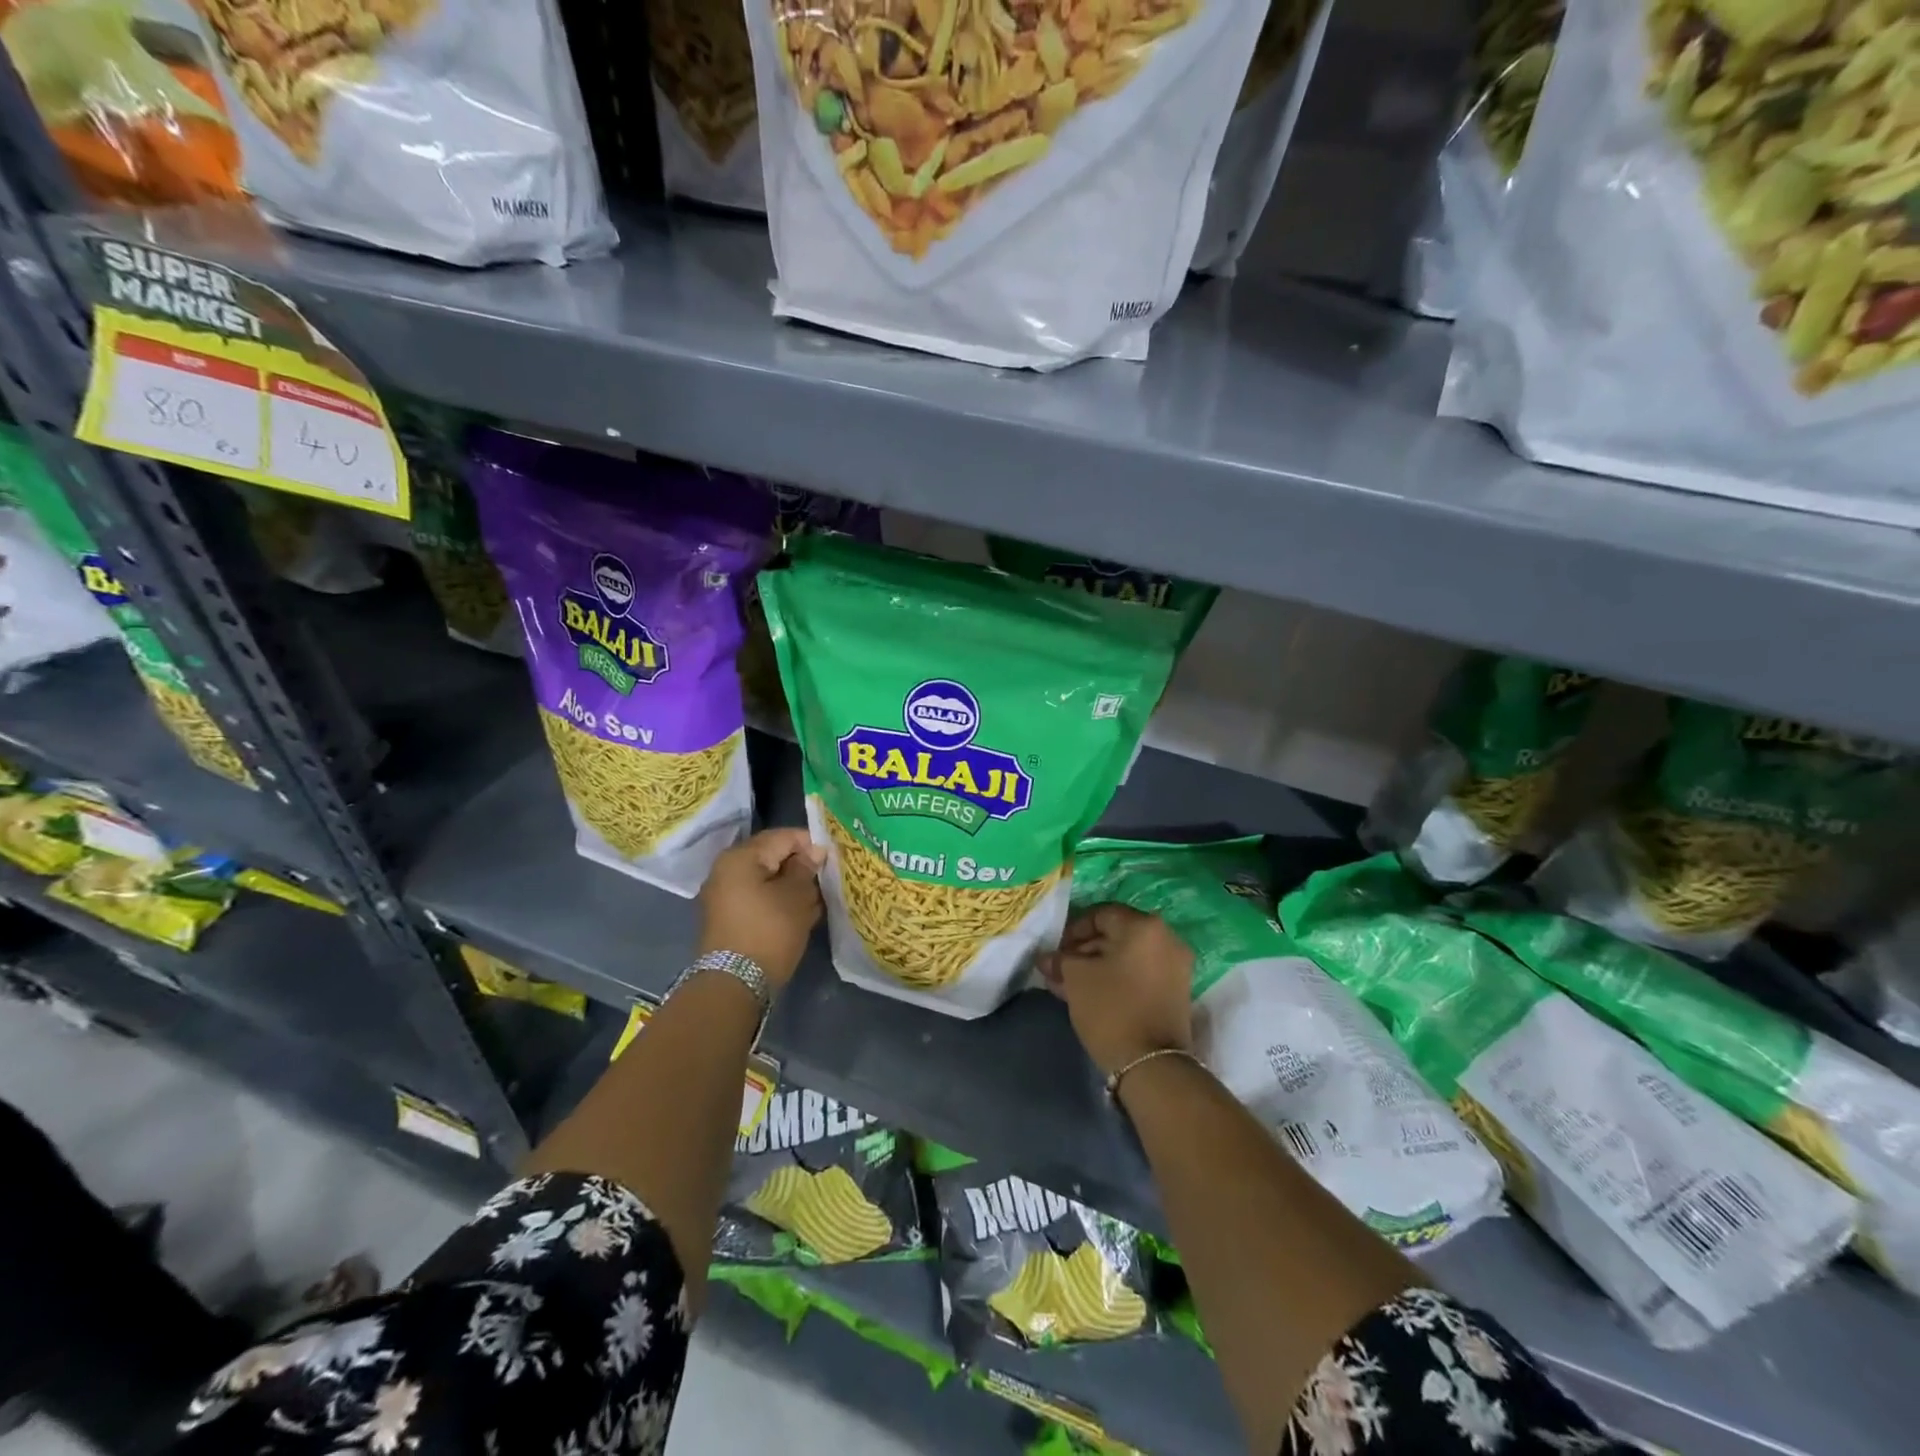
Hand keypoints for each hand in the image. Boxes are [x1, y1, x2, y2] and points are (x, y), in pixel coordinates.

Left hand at [696, 828, 826, 988]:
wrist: (734, 984)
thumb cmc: (769, 932)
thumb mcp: (796, 896)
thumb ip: (805, 868)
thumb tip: (813, 852)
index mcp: (741, 857)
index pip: (782, 837)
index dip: (811, 843)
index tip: (833, 859)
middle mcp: (727, 870)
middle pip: (773, 857)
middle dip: (801, 868)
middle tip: (825, 882)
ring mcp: (724, 895)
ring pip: (767, 880)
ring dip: (792, 888)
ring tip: (816, 903)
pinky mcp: (728, 918)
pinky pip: (759, 899)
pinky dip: (779, 903)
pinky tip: (800, 917)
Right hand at [1037, 904, 1193, 1075]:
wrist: (1152, 1065)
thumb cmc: (1111, 1008)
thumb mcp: (1076, 979)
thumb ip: (1060, 960)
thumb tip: (1047, 958)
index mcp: (1144, 926)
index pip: (1101, 914)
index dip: (1073, 930)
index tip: (1056, 950)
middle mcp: (1166, 939)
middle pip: (1116, 935)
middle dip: (1084, 950)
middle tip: (1059, 968)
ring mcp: (1175, 966)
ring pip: (1127, 957)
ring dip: (1097, 966)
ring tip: (1069, 984)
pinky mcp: (1176, 991)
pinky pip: (1139, 973)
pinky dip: (1116, 978)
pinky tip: (1090, 993)